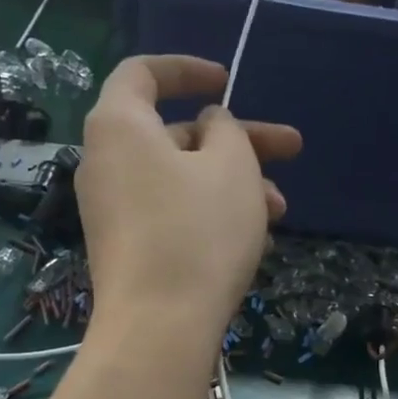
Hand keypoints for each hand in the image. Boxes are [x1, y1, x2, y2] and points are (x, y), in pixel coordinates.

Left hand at [79, 55, 300, 364]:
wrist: (158, 329)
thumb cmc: (198, 233)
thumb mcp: (231, 167)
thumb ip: (227, 131)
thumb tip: (210, 126)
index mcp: (120, 125)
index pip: (144, 73)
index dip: (188, 69)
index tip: (228, 81)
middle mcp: (106, 163)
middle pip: (176, 134)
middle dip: (239, 142)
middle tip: (291, 149)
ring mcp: (114, 210)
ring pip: (181, 180)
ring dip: (234, 186)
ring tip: (280, 211)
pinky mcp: (126, 249)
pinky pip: (171, 214)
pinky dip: (210, 214)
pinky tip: (254, 240)